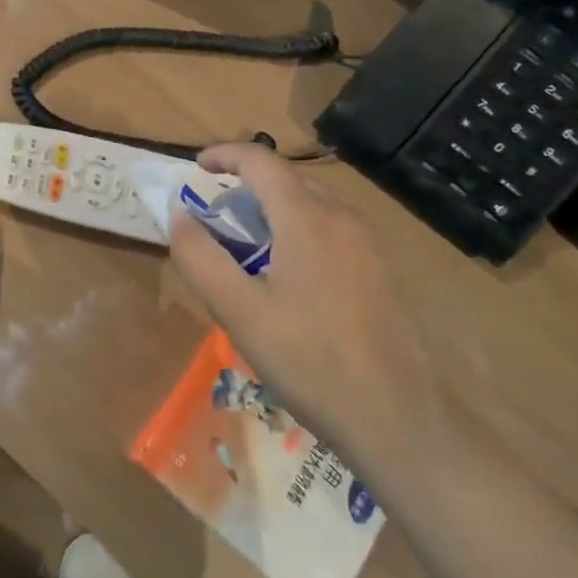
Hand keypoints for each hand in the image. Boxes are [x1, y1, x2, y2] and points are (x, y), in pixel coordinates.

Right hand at [167, 144, 443, 467]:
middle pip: (285, 177)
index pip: (259, 159)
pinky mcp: (379, 270)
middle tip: (214, 215)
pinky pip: (329, 228)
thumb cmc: (309, 361)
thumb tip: (179, 214)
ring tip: (245, 245)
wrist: (399, 423)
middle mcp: (340, 216)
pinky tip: (286, 275)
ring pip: (309, 202)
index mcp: (305, 216)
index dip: (223, 155)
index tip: (196, 168)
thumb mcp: (238, 311)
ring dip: (271, 207)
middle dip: (245, 183)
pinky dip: (296, 228)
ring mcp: (366, 244)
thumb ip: (199, 256)